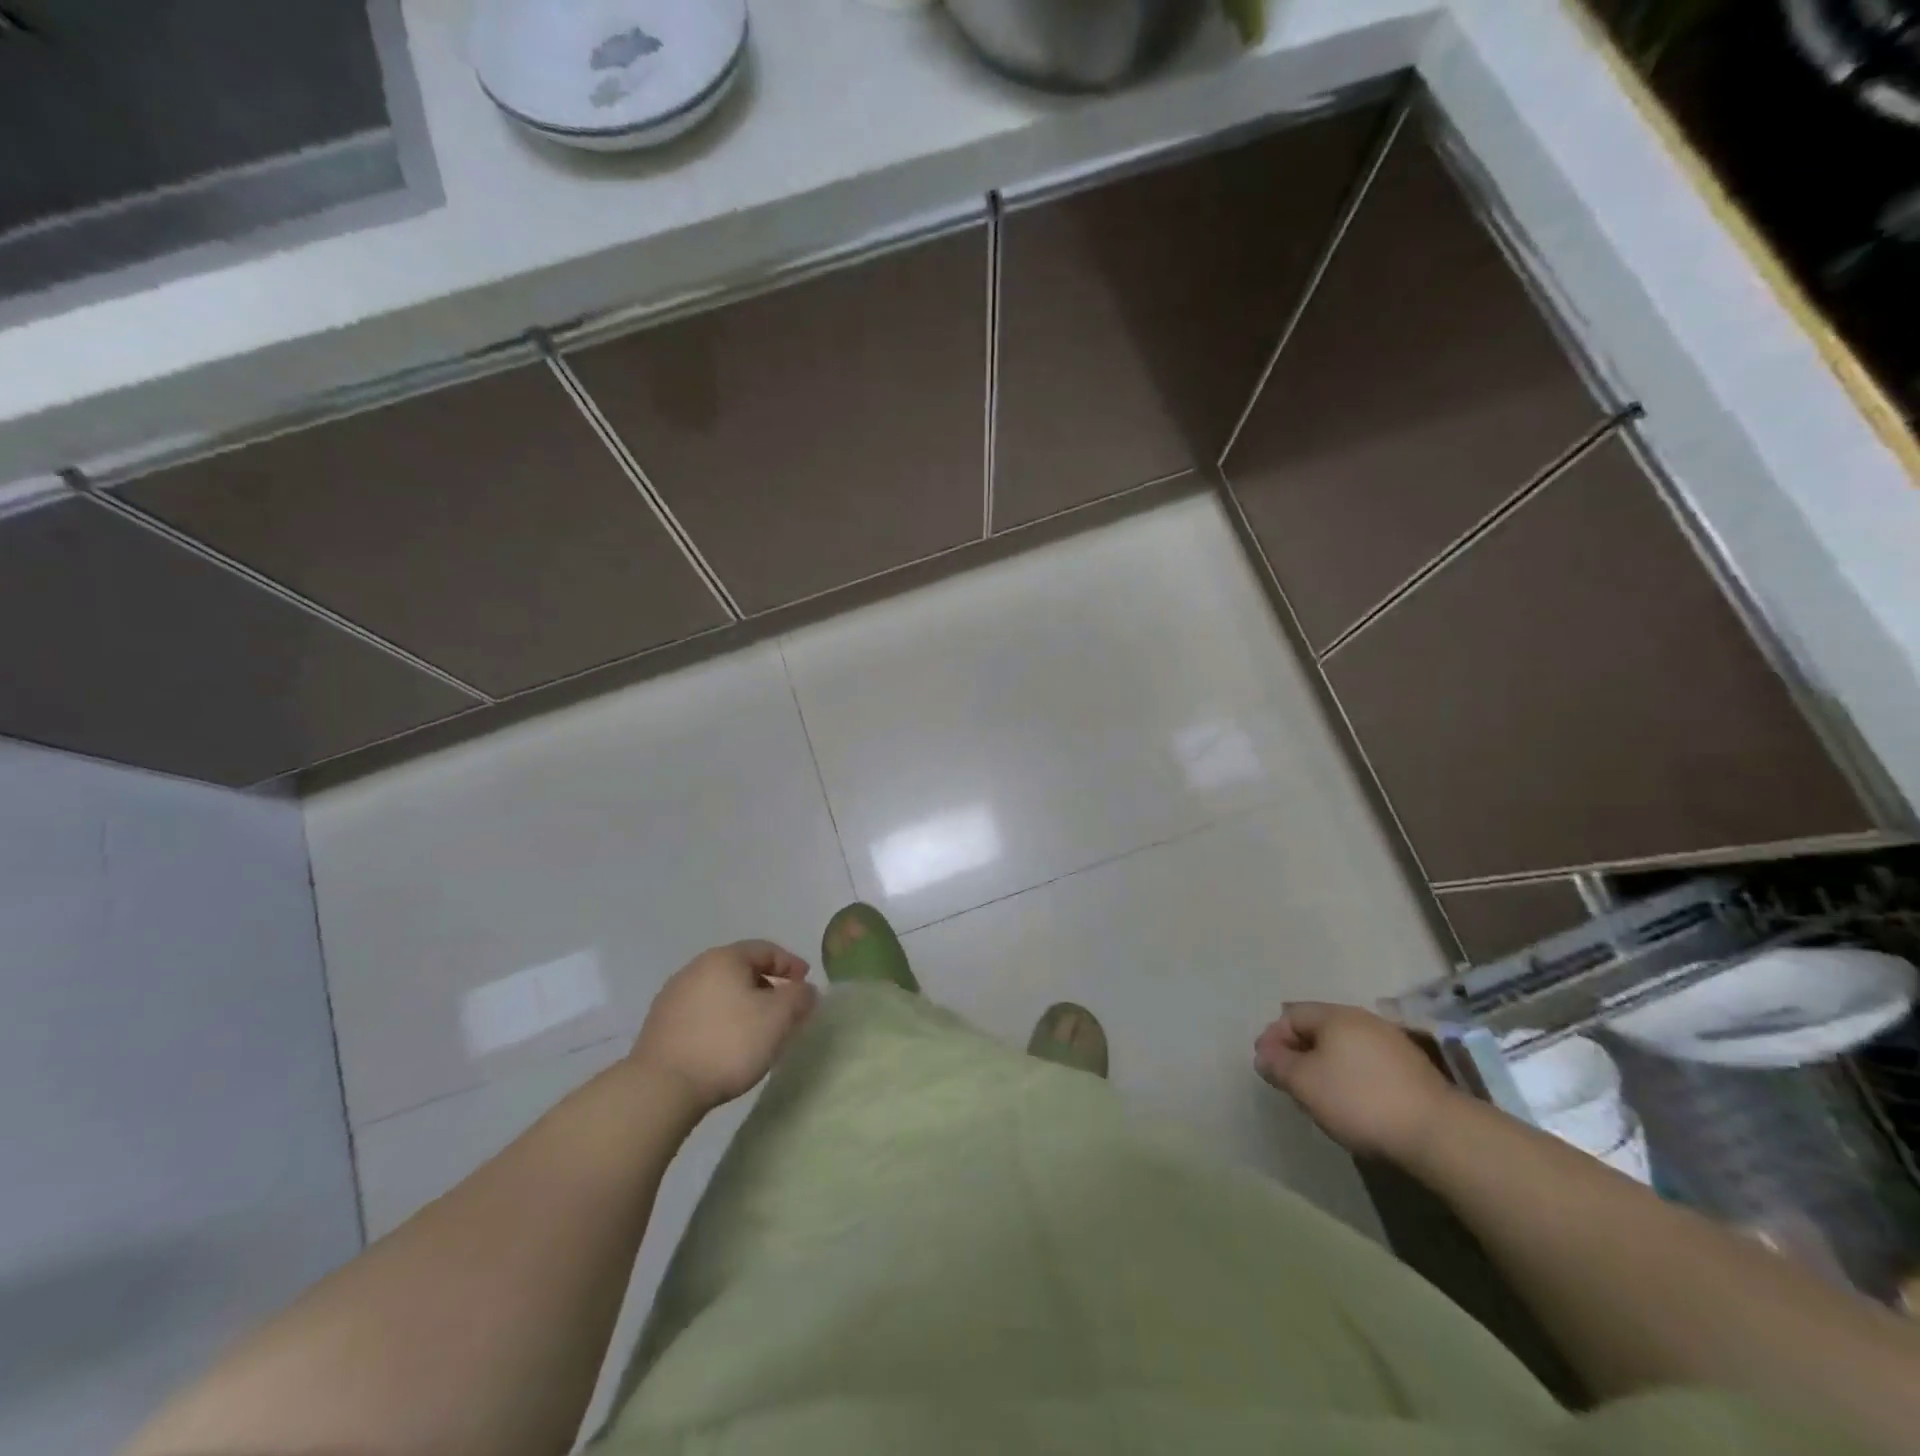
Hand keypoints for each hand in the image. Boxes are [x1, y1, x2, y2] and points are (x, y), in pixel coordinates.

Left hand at [631, 941, 817, 1116]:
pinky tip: (728, 1045)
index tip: (806, 984)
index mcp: (724, 958)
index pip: (766, 950)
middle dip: (767, 986)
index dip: (791, 964)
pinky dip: (721, 1021)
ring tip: (758, 1030)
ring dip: (743, 1005)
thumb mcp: (779, 1018)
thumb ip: (800, 997)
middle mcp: (695, 968)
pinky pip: (702, 1013)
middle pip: (741, 969)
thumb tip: (805, 990)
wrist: (662, 1088)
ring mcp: (673, 996)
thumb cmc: (728, 1043)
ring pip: (720, 992)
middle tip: (785, 1009)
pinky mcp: (660, 1026)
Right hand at [1254, 1002, 1455, 1162]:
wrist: (1438, 1132)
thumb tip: (1264, 1054)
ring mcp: (1392, 1042)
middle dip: (1298, 1050)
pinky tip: (1353, 1101)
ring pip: (1345, 1046)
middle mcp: (1363, 1019)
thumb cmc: (1359, 1100)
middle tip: (1289, 1080)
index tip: (1265, 1066)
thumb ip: (1278, 1065)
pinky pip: (1368, 1063)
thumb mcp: (1304, 1083)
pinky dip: (1351, 1075)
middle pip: (1319, 1028)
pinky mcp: (1413, 1069)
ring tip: (1319, 1094)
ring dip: (1325, 1064)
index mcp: (1335, 1015)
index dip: (1272, 1037)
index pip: (1291, 1015)